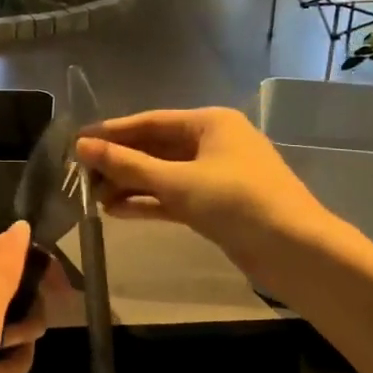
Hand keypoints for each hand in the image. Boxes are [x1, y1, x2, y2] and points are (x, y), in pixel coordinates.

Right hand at [76, 107, 340, 291]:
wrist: (296, 251)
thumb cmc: (237, 202)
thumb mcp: (177, 182)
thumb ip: (128, 165)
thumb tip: (82, 147)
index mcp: (209, 122)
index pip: (150, 121)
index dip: (112, 132)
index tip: (77, 142)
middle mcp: (212, 142)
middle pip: (155, 147)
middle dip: (119, 162)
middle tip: (80, 176)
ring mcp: (215, 174)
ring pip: (162, 174)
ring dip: (130, 184)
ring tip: (93, 198)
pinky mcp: (216, 204)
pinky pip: (173, 195)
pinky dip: (148, 201)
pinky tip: (117, 211)